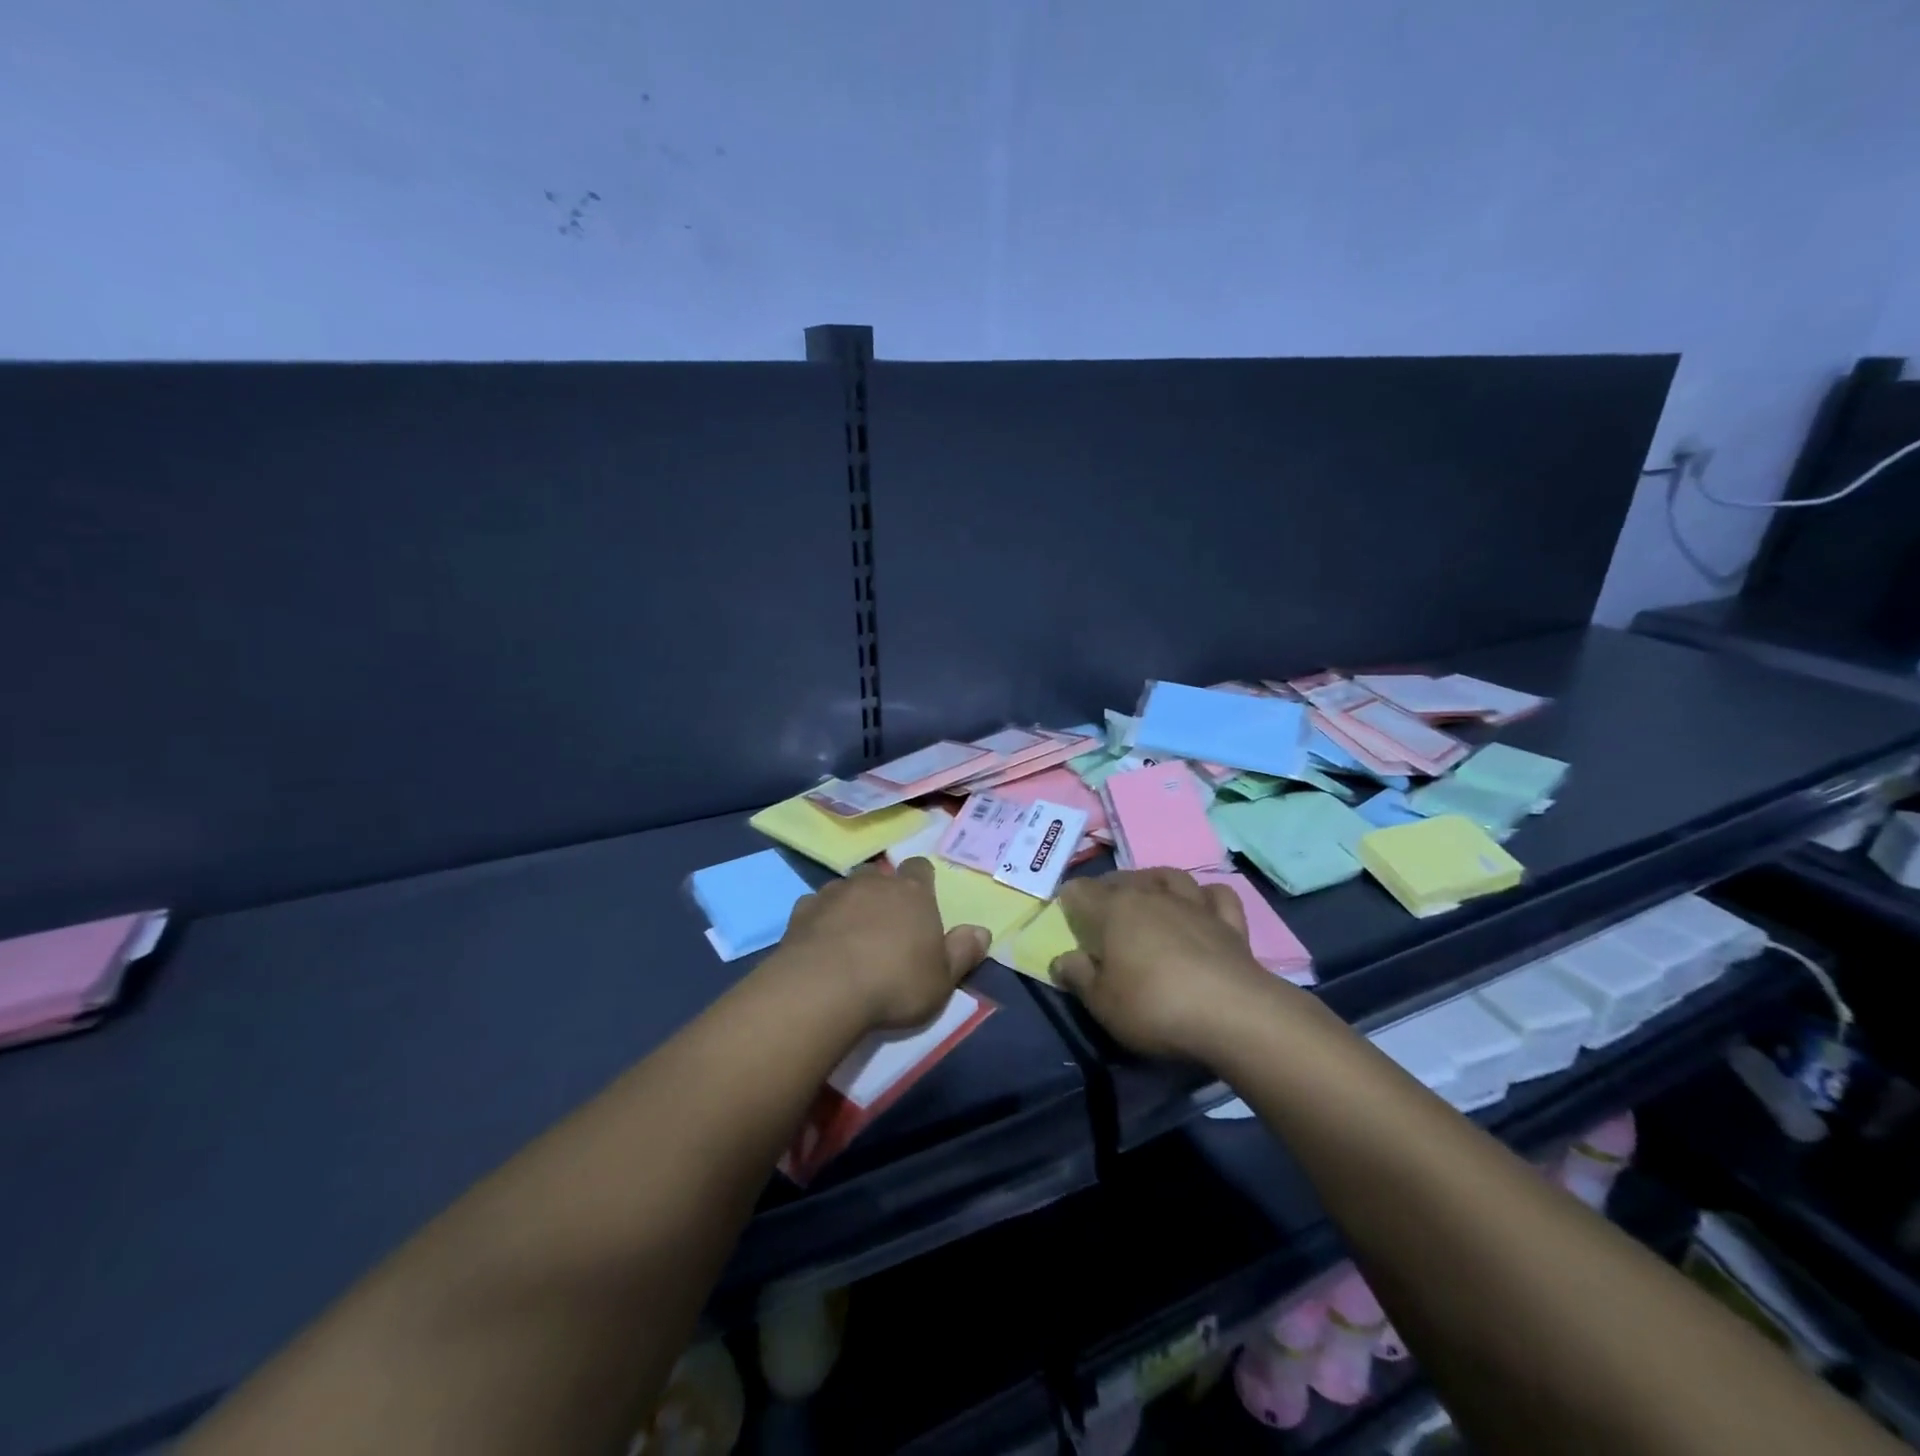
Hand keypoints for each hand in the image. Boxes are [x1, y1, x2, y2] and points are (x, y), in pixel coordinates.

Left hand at [778, 859, 988, 1031]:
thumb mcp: (942, 979)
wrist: (823, 989)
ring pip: (846, 887)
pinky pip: (815, 906)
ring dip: (850, 904)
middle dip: (883, 892)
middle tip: (886, 923)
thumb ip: (963, 952)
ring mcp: (834, 893)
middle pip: (881, 875)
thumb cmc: (894, 983)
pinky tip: (820, 942)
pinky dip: (820, 919)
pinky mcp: (802, 911)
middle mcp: (874, 883)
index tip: (921, 900)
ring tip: (851, 934)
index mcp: (912, 893)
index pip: (920, 868)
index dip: (921, 881)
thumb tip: (982, 931)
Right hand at [1052, 869, 1287, 1061]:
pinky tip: (1202, 906)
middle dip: (1107, 890)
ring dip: (1154, 882)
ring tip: (1148, 895)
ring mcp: (1193, 904)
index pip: (1080, 890)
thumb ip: (1078, 976)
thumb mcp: (1102, 1002)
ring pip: (1168, 876)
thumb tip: (1062, 959)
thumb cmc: (1155, 1006)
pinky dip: (1207, 896)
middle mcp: (1151, 895)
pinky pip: (1217, 895)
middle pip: (1122, 879)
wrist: (1232, 1014)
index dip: (1069, 901)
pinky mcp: (1229, 922)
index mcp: (1114, 909)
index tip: (1067, 919)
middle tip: (1102, 915)